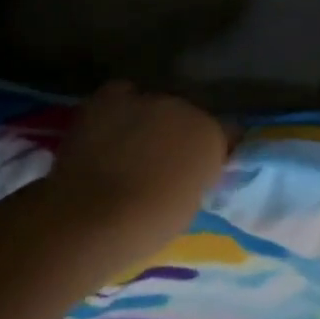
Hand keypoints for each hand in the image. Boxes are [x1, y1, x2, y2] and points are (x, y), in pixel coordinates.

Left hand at [48, 82, 228, 267]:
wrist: (95, 215)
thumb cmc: (151, 223)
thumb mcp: (190, 202)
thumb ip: (194, 176)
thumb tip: (185, 172)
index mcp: (212, 136)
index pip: (225, 134)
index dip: (212, 151)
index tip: (201, 169)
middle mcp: (184, 108)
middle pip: (186, 116)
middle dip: (177, 134)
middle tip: (162, 161)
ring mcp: (145, 99)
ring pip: (153, 105)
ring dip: (147, 122)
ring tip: (130, 146)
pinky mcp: (107, 99)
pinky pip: (120, 95)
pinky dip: (118, 108)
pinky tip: (109, 129)